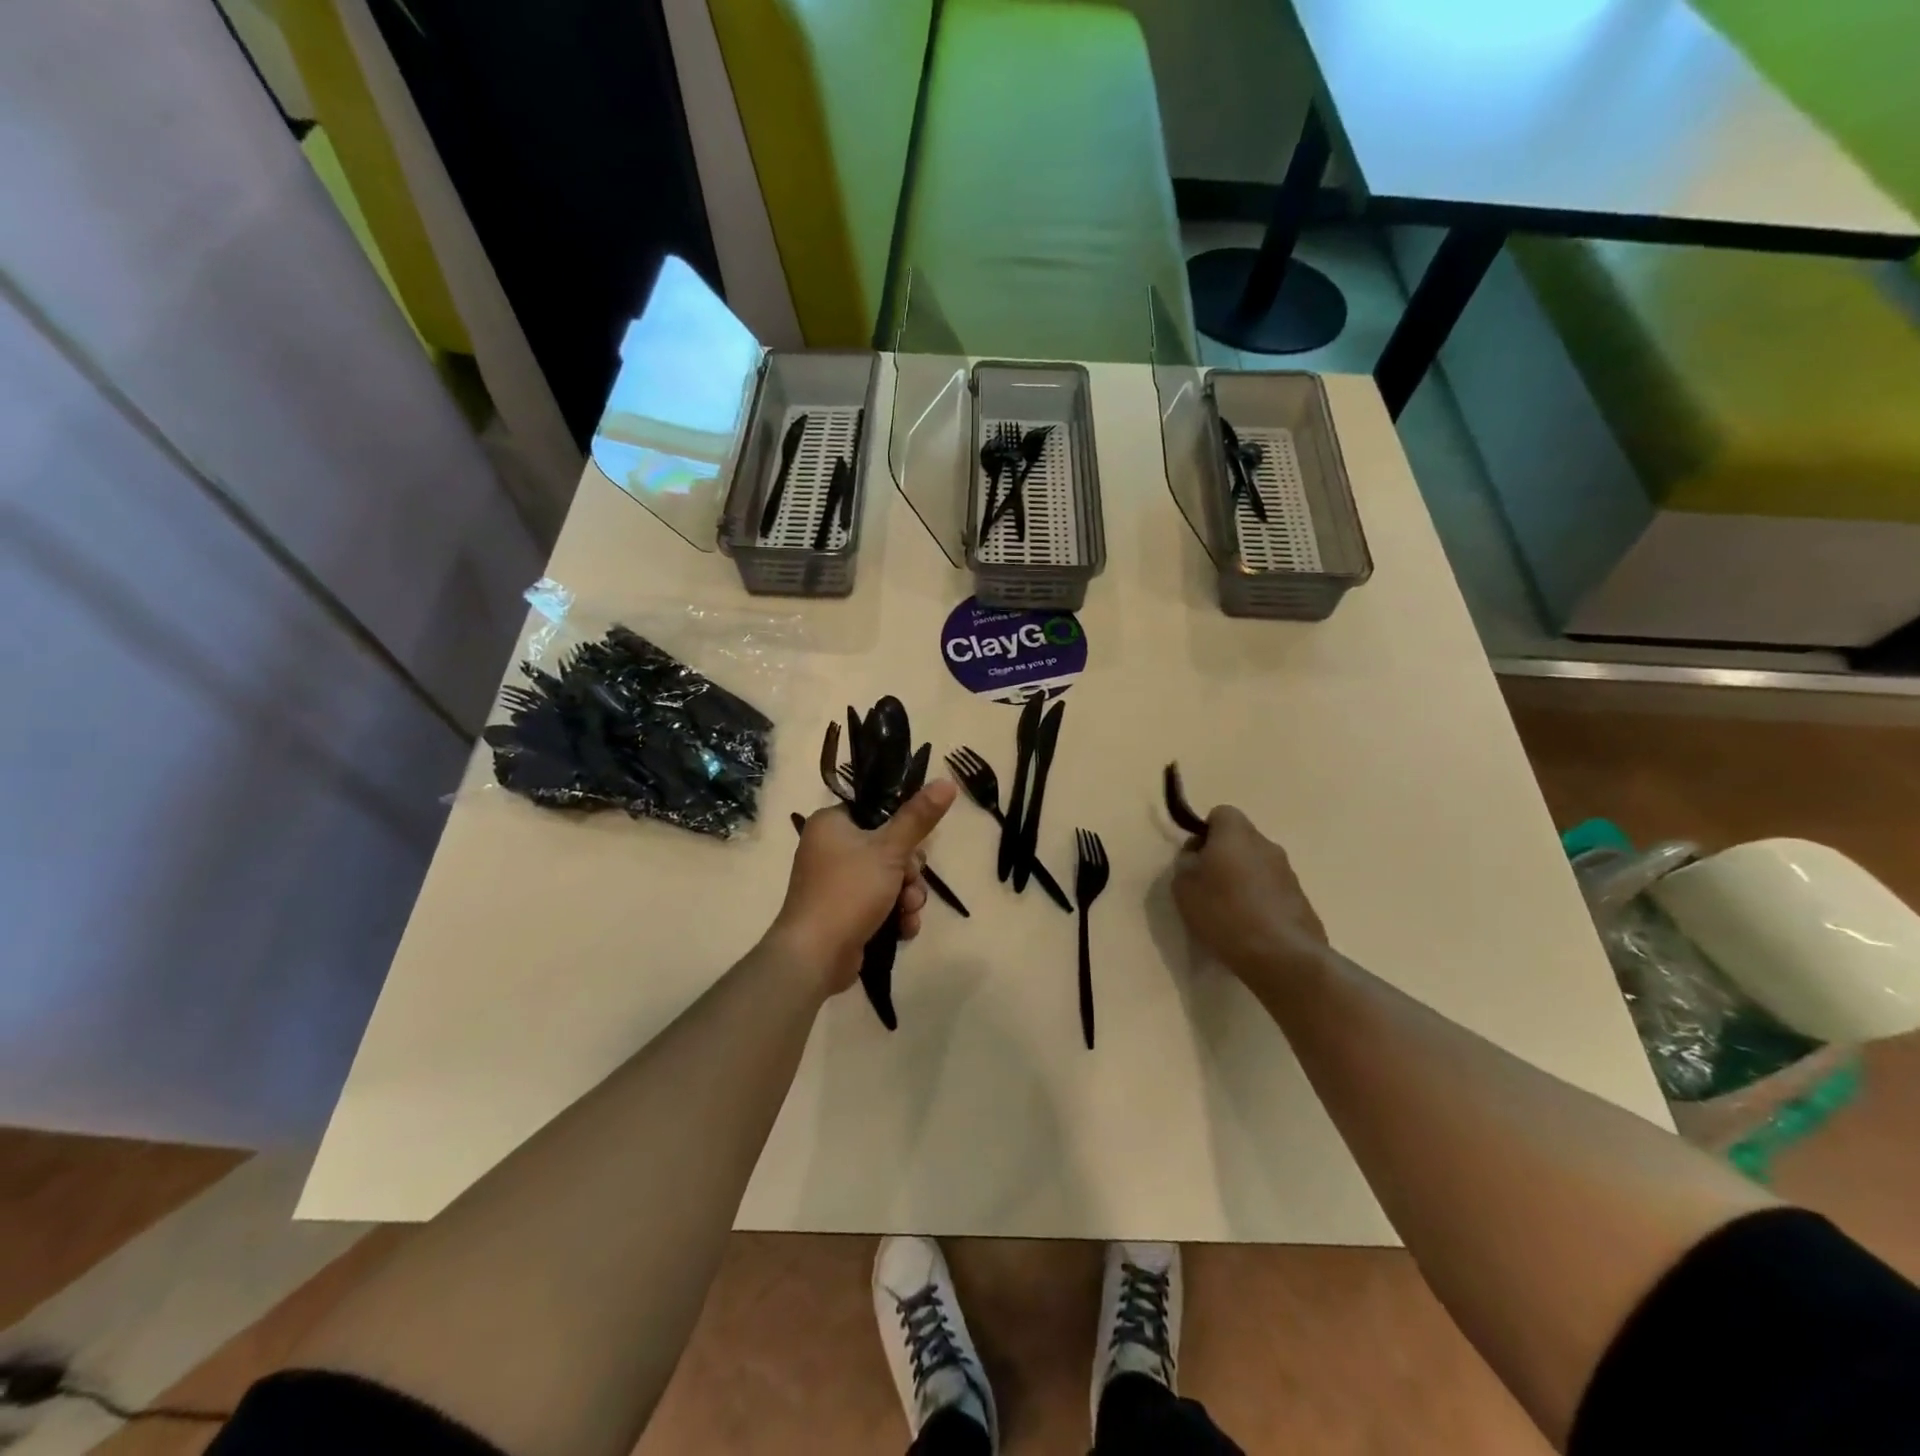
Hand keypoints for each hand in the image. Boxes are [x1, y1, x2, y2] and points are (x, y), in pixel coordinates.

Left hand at [770, 781, 957, 995]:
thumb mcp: (889, 850)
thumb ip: (919, 817)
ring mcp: (837, 883)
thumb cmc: (848, 891)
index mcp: (831, 823)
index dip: (902, 828)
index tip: (915, 845)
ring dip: (907, 896)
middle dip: (909, 872)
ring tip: (907, 911)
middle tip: (909, 882)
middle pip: (889, 848)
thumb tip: (946, 781)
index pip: (876, 812)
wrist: (815, 956)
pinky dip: (895, 915)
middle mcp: (830, 849)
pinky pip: (880, 904)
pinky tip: (903, 928)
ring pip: (890, 879)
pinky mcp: (845, 913)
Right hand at [1171, 806, 1328, 993]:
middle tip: (1207, 886)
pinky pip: (1272, 890)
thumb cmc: (1224, 912)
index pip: (1221, 813)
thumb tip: (1197, 854)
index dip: (1205, 832)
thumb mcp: (1184, 886)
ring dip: (1243, 879)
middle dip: (1224, 856)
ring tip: (1228, 912)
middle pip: (1240, 840)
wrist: (1281, 955)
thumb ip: (1186, 862)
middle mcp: (1266, 845)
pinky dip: (1260, 901)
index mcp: (1236, 834)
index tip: (1196, 858)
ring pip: (1257, 865)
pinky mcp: (1301, 900)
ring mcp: (1288, 872)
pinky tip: (1250, 928)